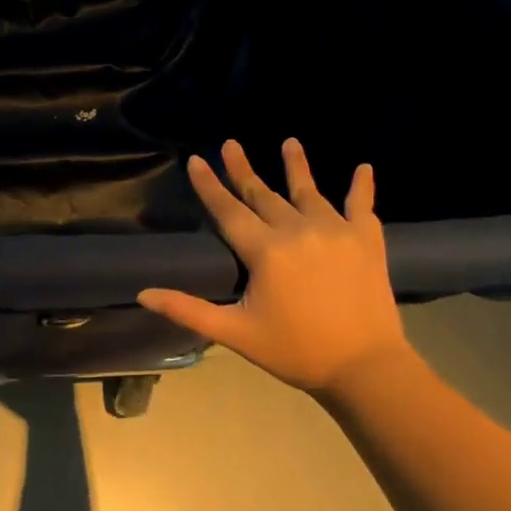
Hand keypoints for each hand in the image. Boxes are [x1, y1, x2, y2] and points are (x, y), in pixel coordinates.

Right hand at [137, 139, 409, 395]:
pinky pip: (362, 206)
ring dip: (297, 165)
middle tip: (231, 143)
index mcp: (265, 251)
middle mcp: (298, 230)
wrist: (366, 369)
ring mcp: (335, 232)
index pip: (228, 210)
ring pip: (309, 191)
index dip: (209, 185)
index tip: (196, 160)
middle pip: (263, 194)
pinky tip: (363, 167)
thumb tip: (144, 294)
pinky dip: (362, 187)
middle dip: (243, 168)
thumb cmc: (295, 351)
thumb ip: (188, 310)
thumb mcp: (236, 333)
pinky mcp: (366, 241)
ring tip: (289, 141)